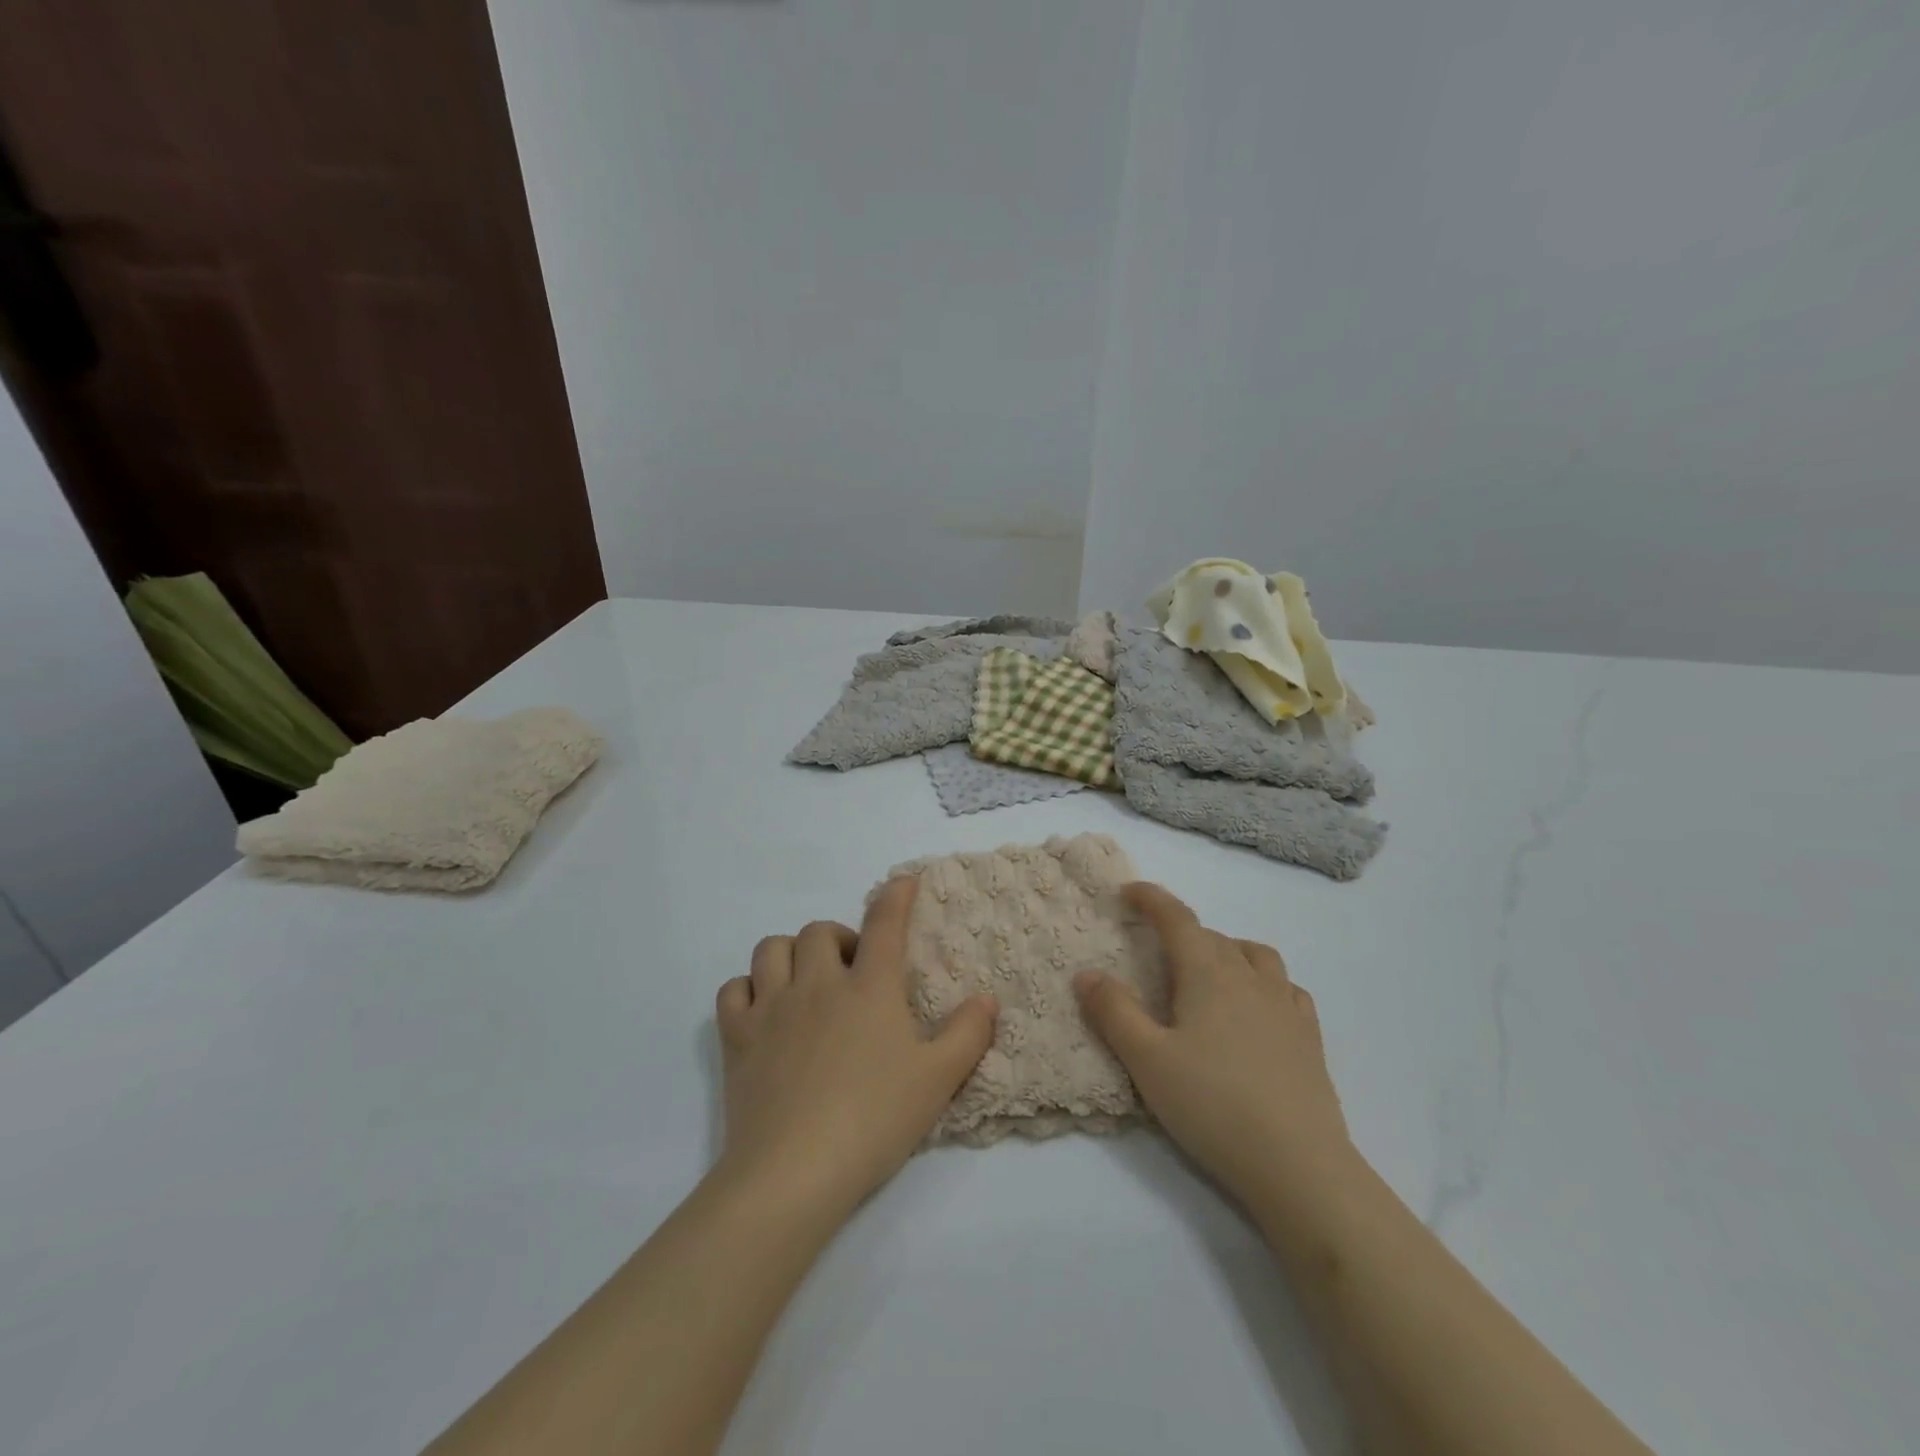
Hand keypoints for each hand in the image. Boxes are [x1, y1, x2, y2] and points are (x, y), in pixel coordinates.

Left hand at [714, 878, 997, 1222]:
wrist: (795, 1171)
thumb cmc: (875, 1120)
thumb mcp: (938, 1080)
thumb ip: (967, 1034)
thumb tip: (987, 999)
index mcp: (869, 989)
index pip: (884, 924)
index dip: (896, 897)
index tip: (903, 881)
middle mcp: (818, 985)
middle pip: (819, 931)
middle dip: (839, 938)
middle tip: (852, 971)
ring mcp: (772, 1008)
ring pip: (771, 949)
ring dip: (791, 954)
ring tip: (807, 982)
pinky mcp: (737, 1038)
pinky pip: (733, 990)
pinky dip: (748, 990)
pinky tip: (763, 1011)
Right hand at [1073, 883, 1351, 1206]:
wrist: (1298, 1165)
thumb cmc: (1213, 1105)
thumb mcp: (1147, 1060)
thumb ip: (1114, 1012)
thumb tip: (1086, 973)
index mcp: (1209, 974)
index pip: (1177, 919)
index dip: (1151, 899)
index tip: (1128, 891)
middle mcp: (1250, 978)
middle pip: (1213, 937)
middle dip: (1181, 932)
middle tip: (1154, 951)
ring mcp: (1286, 1006)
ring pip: (1255, 955)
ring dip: (1226, 949)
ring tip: (1208, 972)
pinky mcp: (1309, 1038)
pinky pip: (1286, 988)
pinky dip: (1264, 981)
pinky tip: (1257, 1006)